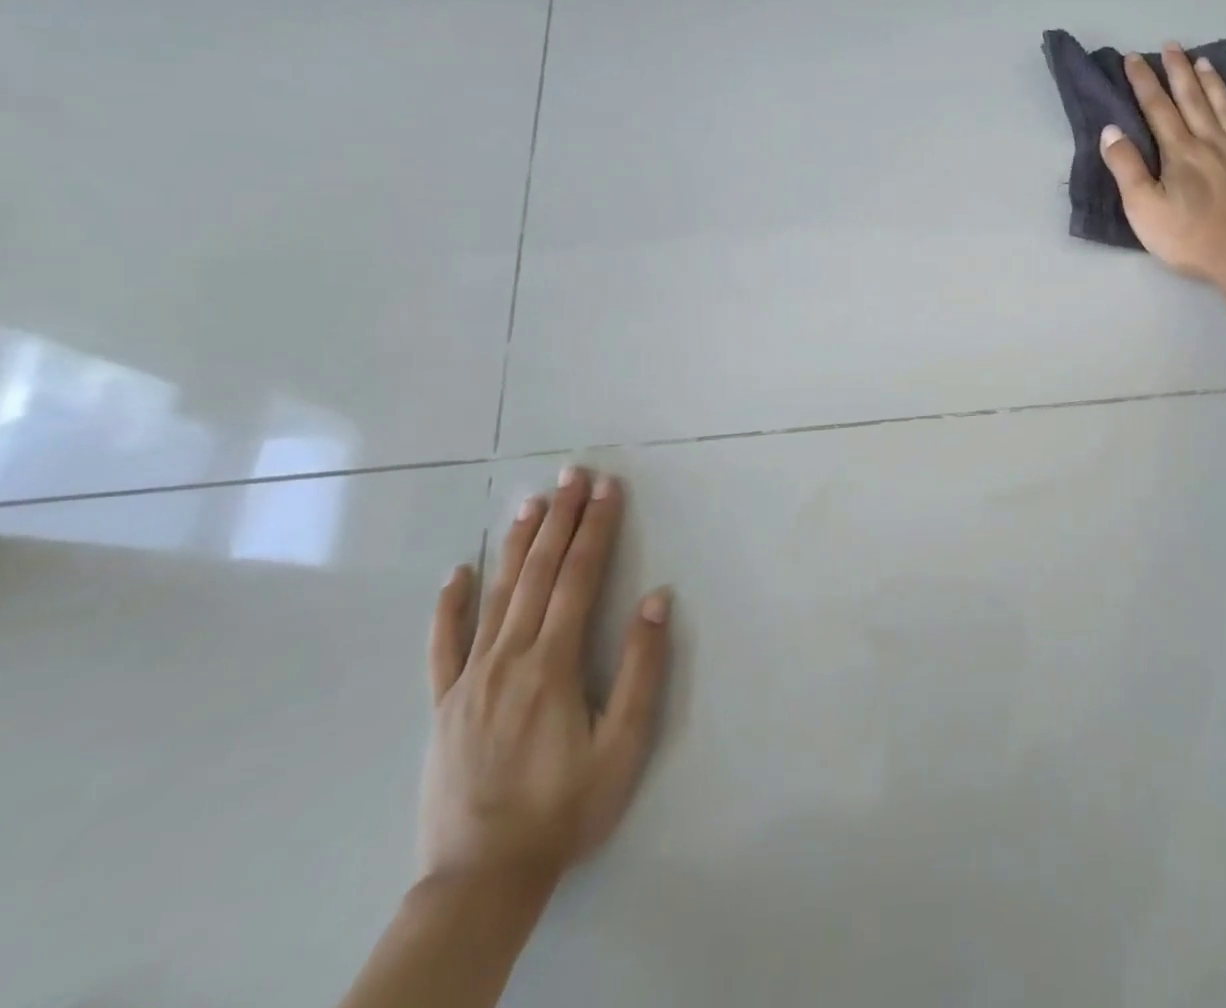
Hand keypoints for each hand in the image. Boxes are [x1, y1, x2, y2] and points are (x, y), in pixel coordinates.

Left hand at [421, 468, 671, 890]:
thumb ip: (642, 669)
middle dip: (560, 518)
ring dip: (516, 543)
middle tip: (573, 473)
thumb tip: (655, 599)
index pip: (579, 577)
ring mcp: (469, 679)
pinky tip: (456, 573)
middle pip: (538, 573)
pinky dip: (450, 605)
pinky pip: (443, 645)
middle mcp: (508, 657)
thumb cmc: (565, 809)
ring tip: (531, 501)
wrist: (481, 880)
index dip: (596, 528)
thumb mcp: (623, 746)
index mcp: (553, 664)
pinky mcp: (444, 703)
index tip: (608, 488)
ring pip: (496, 595)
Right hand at [1100, 45, 1225, 287]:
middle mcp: (1212, 143)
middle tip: (1172, 46)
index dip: (1143, 82)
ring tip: (1205, 61)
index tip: (1133, 58)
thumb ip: (1126, 168)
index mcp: (1180, 152)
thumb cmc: (1191, 239)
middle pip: (1193, 100)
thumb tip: (1111, 130)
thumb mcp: (1143, 209)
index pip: (1157, 109)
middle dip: (1179, 72)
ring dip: (1214, 84)